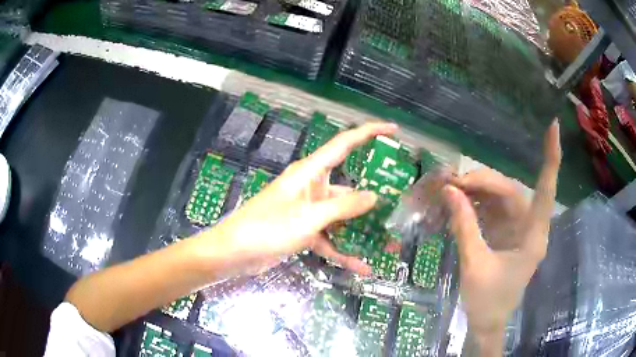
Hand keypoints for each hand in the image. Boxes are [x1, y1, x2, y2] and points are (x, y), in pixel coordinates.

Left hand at [208, 123, 397, 276]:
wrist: (235, 253)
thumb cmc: (268, 228)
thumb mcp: (309, 217)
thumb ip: (343, 206)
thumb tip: (374, 196)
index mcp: (310, 172)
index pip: (345, 144)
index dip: (370, 133)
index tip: (394, 130)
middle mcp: (312, 188)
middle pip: (349, 188)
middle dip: (372, 200)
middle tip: (399, 206)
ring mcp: (308, 211)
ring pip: (341, 217)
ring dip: (360, 232)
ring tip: (388, 245)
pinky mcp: (304, 230)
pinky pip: (329, 238)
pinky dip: (343, 251)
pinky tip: (361, 266)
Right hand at [444, 121, 560, 346]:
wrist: (487, 323)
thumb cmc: (487, 301)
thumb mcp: (474, 264)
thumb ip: (465, 226)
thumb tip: (450, 191)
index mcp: (533, 236)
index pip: (545, 190)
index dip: (550, 158)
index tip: (553, 126)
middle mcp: (529, 227)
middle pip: (512, 191)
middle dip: (484, 181)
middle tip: (454, 182)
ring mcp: (517, 230)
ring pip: (500, 198)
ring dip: (477, 191)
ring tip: (451, 189)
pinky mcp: (505, 234)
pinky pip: (492, 210)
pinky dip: (475, 203)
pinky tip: (458, 201)